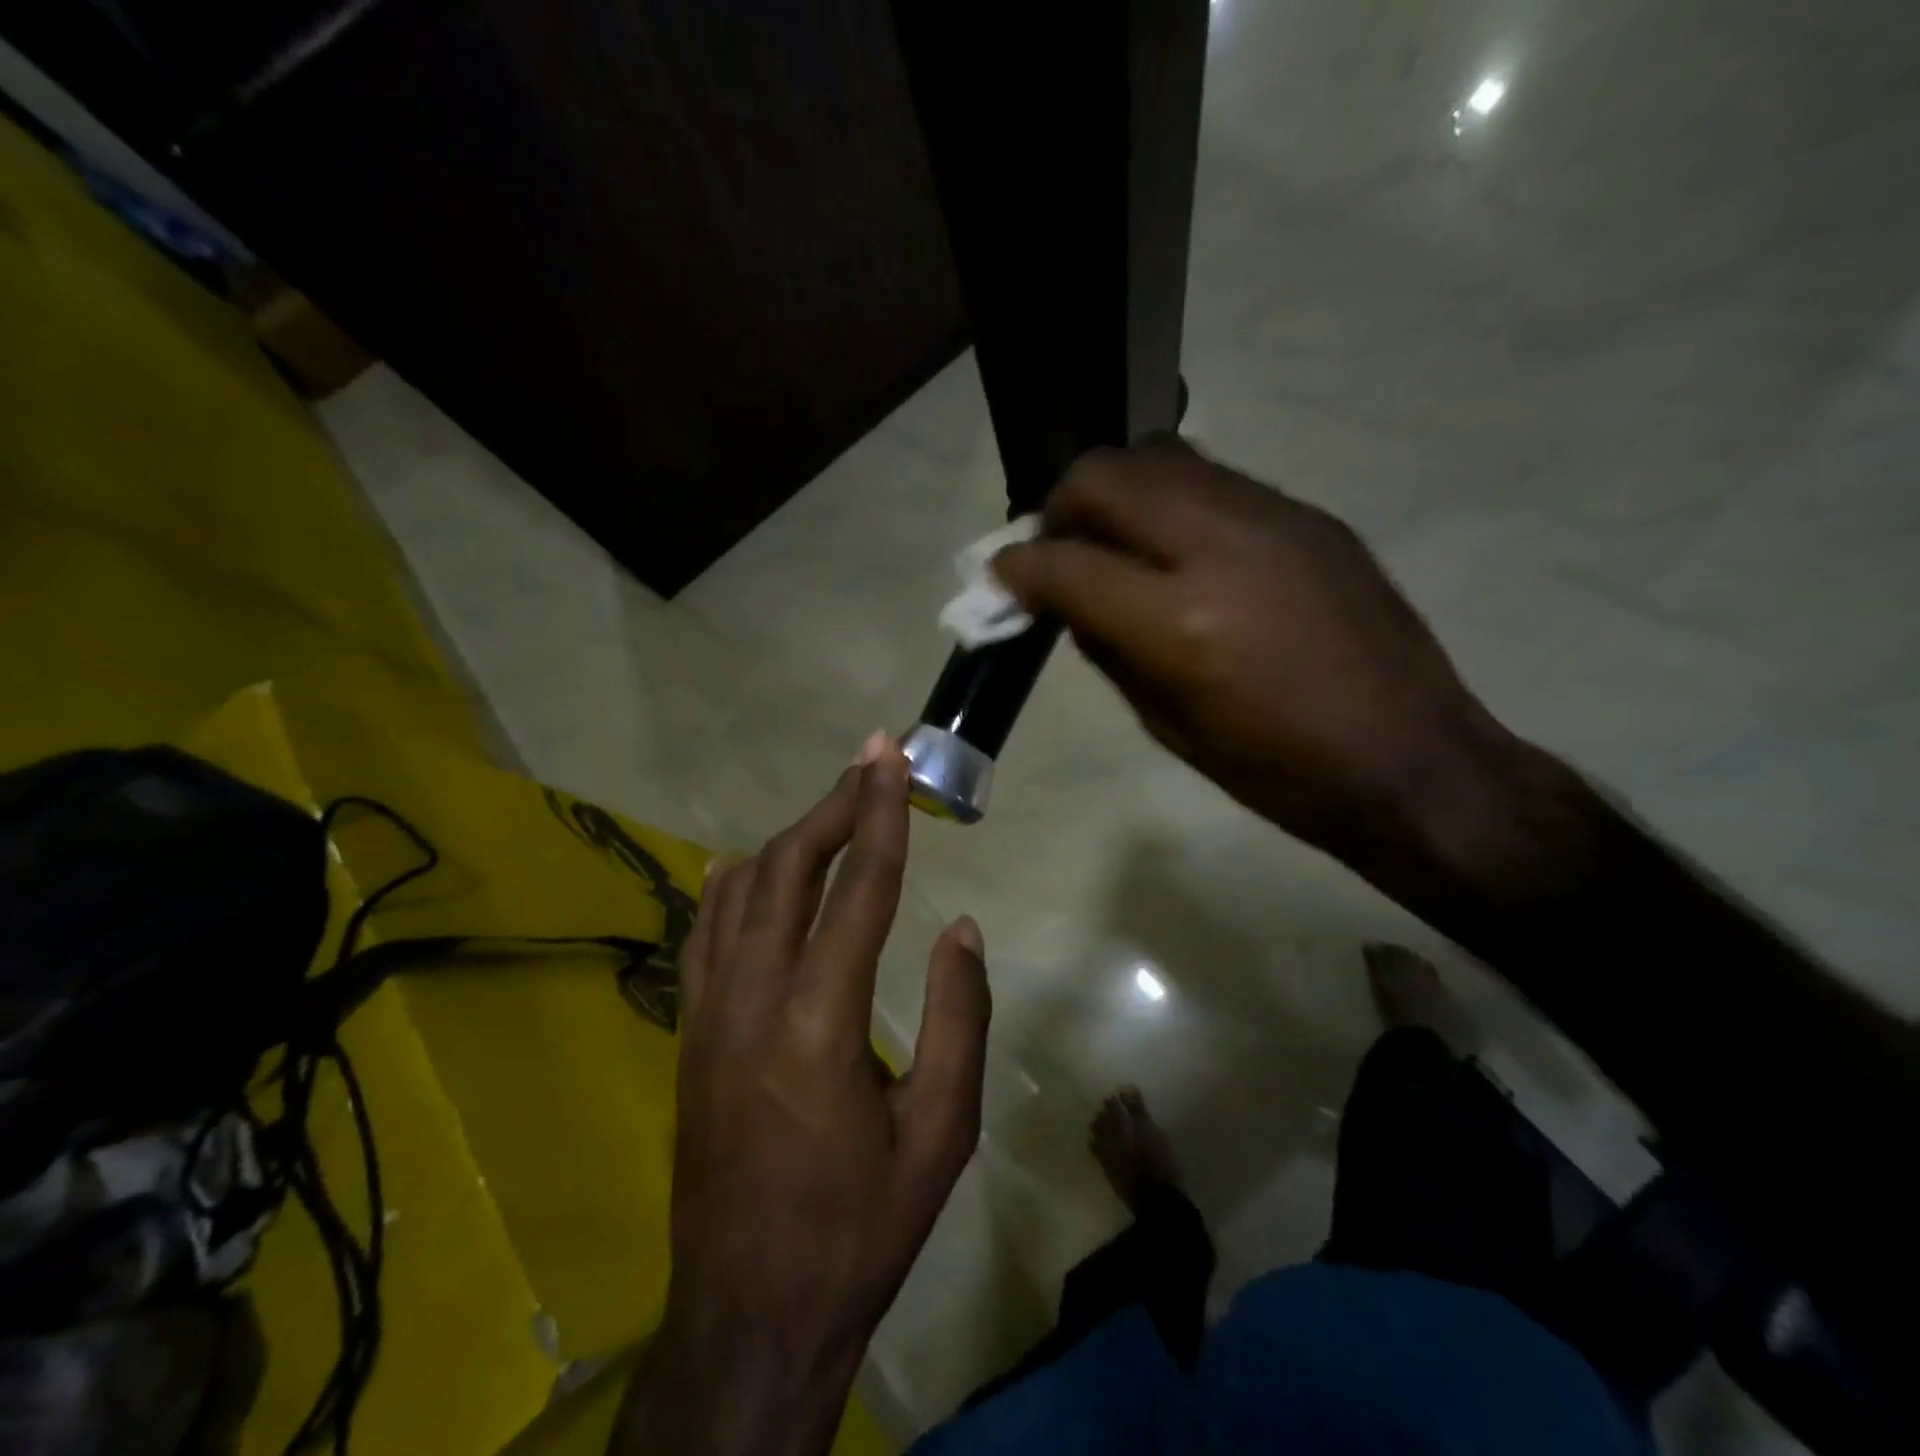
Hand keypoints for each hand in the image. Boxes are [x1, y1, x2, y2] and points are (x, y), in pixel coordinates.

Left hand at [616, 739, 990, 1455]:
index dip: (879, 813)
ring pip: (742, 892)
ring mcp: (709, 1013)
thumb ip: (960, 1019)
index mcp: (820, 1021)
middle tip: (868, 760)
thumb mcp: (942, 1132)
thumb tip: (958, 928)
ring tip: (831, 805)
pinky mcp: (690, 1034)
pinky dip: (729, 887)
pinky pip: (704, 935)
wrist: (751, 1311)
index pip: (857, 887)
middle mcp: (753, 998)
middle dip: (834, 805)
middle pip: (790, 870)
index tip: (889, 757)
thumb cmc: (861, 1225)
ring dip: (790, 838)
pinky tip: (745, 866)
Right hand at [993, 441, 1506, 860]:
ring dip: (1116, 493)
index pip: (1065, 564)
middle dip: (1061, 507)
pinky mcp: (1308, 514)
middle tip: (1059, 552)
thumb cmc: (1276, 772)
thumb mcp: (1168, 726)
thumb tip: (1070, 603)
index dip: (1017, 569)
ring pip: (1160, 457)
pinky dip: (1171, 503)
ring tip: (1115, 542)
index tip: (1002, 580)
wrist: (1411, 760)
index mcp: (1179, 624)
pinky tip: (1179, 550)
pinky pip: (1214, 481)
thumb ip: (1109, 650)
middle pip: (1106, 476)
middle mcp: (1220, 547)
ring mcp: (1272, 517)